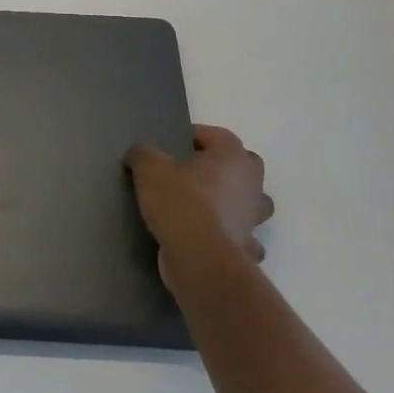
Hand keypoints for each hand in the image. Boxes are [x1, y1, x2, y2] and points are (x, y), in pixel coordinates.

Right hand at [124, 125, 273, 291]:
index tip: (172, 146)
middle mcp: (252, 184)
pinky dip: (231, 237)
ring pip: (250, 203)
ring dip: (234, 203)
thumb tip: (139, 153)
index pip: (218, 135)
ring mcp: (254, 219)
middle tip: (192, 173)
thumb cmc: (180, 202)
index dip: (195, 136)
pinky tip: (210, 239)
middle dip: (223, 168)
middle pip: (244, 166)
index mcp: (233, 157)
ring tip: (205, 207)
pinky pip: (243, 237)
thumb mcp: (150, 169)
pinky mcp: (248, 248)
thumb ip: (143, 154)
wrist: (198, 258)